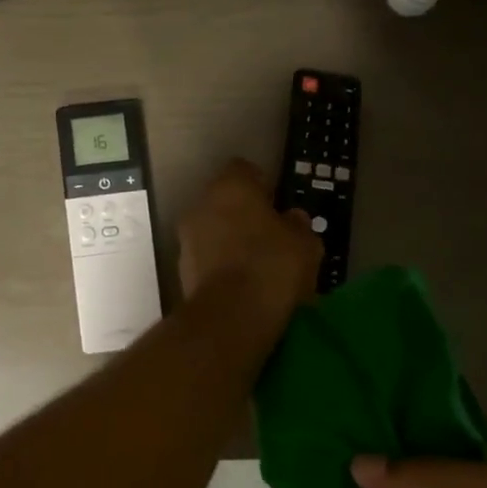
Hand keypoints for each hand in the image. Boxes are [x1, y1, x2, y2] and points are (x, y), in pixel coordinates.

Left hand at [177, 160, 321, 326]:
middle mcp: (201, 204)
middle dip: (243, 215)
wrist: (230, 317)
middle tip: (270, 236)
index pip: (244, 170)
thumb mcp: (305, 244)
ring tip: (257, 266)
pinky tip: (241, 285)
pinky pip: (206, 259)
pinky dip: (220, 266)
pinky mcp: (181, 270)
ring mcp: (186, 238)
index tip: (276, 203)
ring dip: (229, 241)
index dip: (262, 184)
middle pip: (224, 201)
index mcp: (231, 186)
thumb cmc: (273, 266)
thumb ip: (298, 225)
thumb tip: (292, 219)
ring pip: (212, 231)